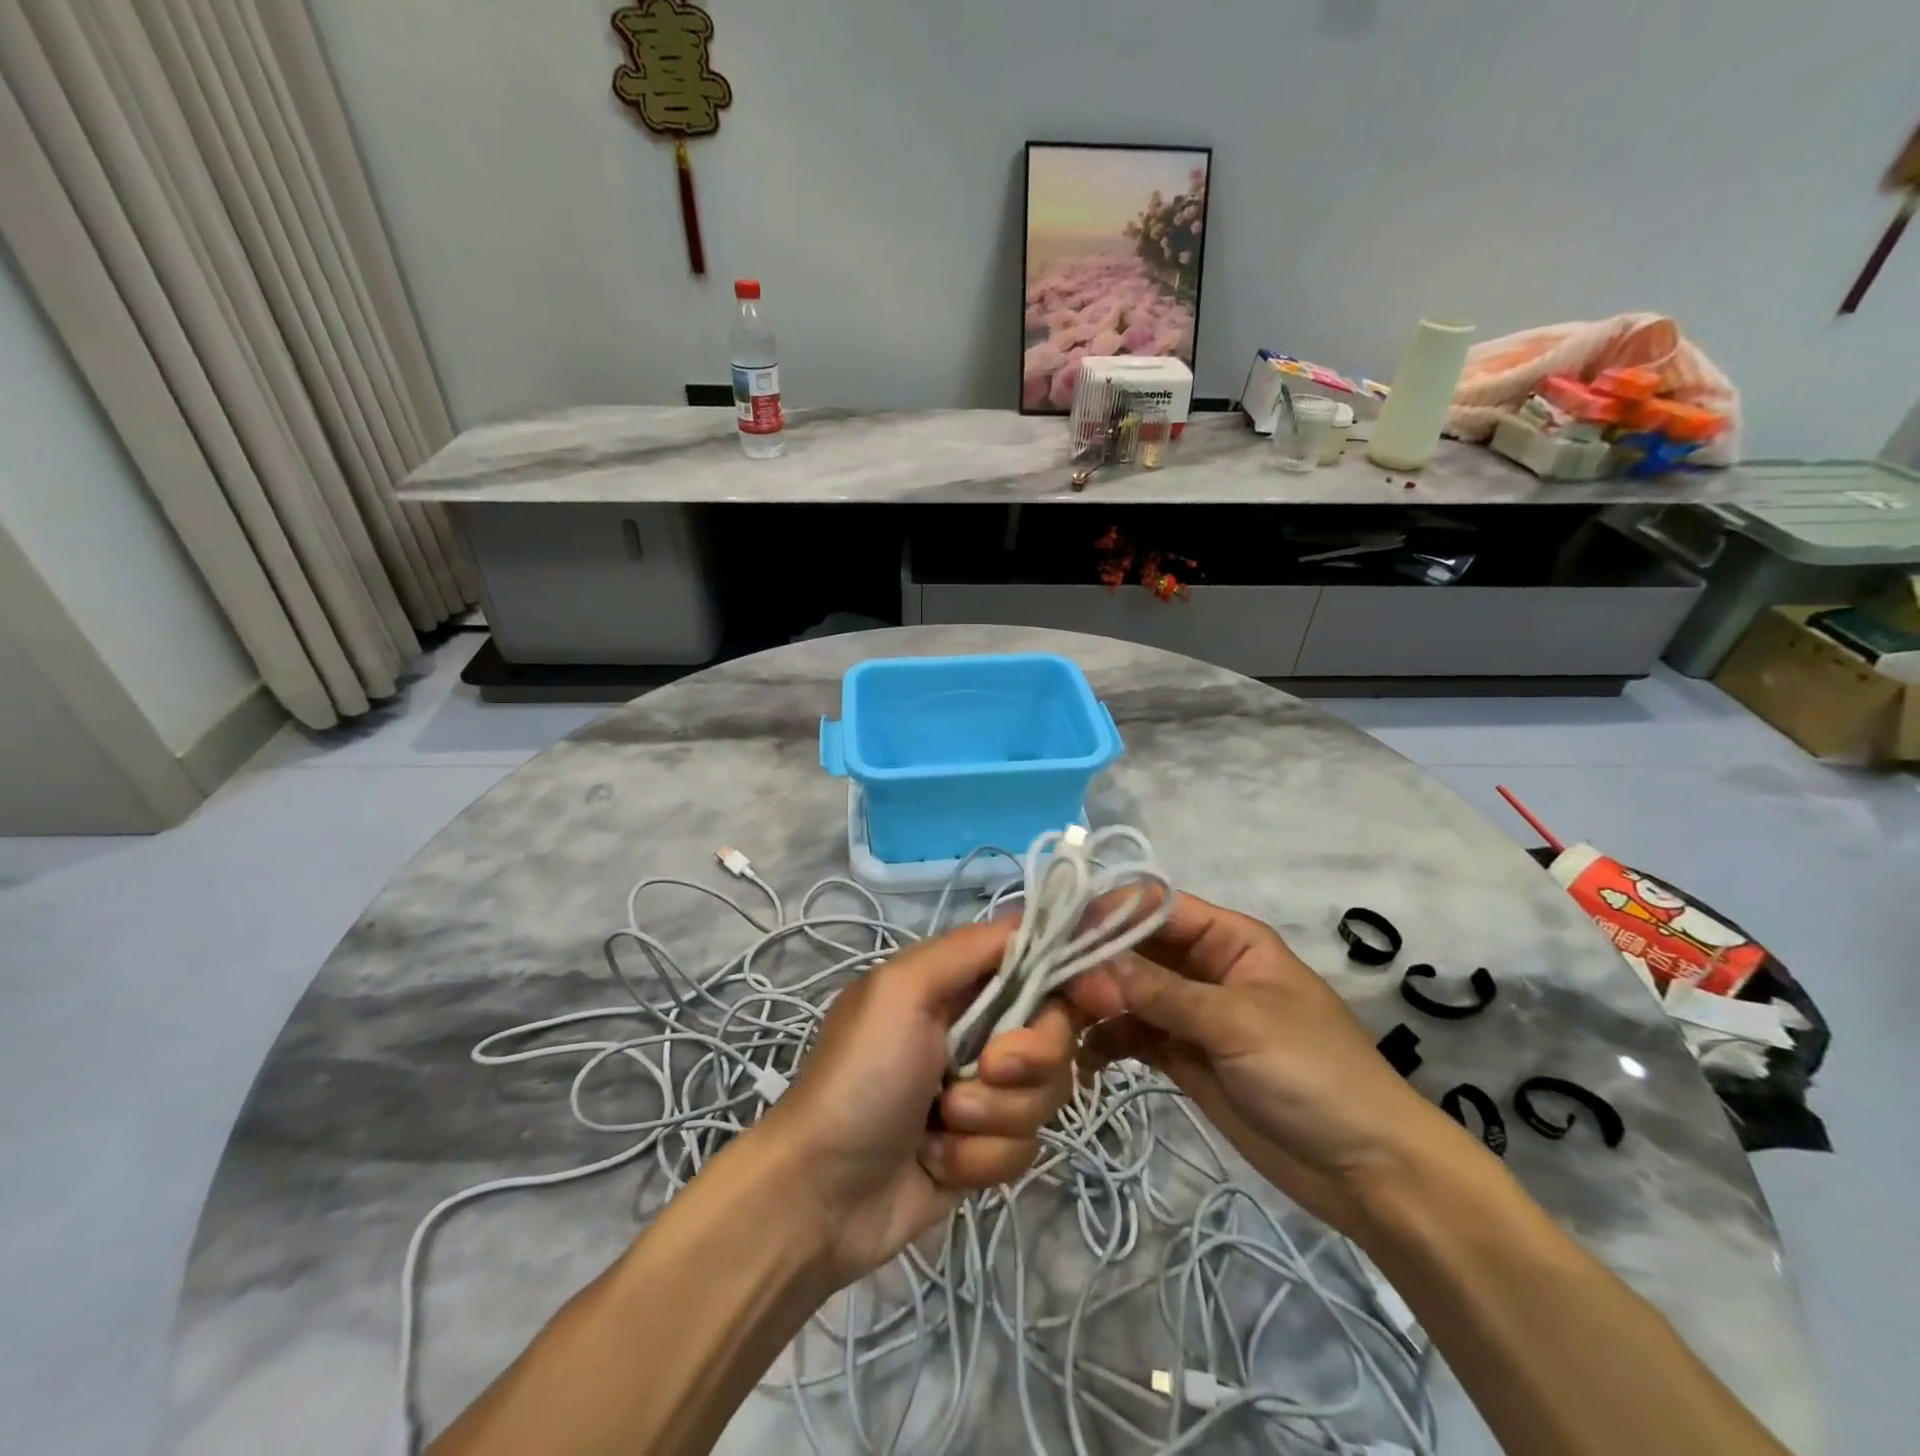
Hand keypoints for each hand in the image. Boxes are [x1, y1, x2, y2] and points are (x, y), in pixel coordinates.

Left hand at [749, 919, 1075, 1286]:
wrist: (820, 1195)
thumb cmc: (860, 1076)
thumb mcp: (902, 990)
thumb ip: (969, 948)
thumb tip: (1032, 919)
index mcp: (957, 983)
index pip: (1037, 961)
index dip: (1074, 975)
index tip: (1100, 996)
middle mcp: (977, 1029)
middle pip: (1054, 1031)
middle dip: (1027, 1060)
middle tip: (984, 1071)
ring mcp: (983, 1091)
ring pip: (1045, 1094)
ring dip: (993, 1116)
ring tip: (939, 1125)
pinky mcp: (986, 1148)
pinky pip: (1024, 1147)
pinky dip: (980, 1158)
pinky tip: (936, 1161)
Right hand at [1068, 892, 1478, 1237]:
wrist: (1368, 1170)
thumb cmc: (1312, 1073)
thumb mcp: (1237, 1023)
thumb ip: (1162, 992)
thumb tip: (1090, 963)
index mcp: (1228, 939)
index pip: (1157, 907)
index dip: (1109, 912)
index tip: (1058, 930)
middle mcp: (1204, 967)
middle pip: (1135, 949)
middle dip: (1093, 961)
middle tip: (1046, 984)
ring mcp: (1191, 1014)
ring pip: (1128, 992)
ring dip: (1094, 1002)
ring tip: (1057, 1022)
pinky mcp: (1183, 1057)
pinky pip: (1134, 1036)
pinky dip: (1107, 1042)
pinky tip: (1083, 1058)